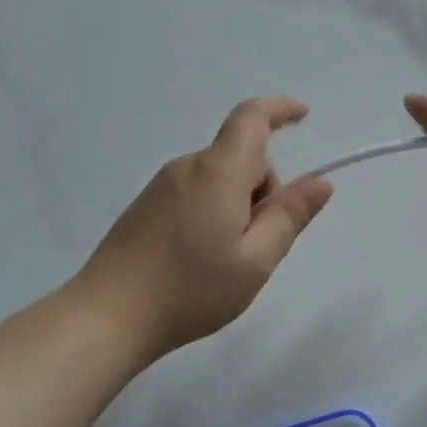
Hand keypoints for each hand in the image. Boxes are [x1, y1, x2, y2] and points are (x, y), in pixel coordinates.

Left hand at [74, 97, 333, 359]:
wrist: (106, 317)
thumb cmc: (191, 289)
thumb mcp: (256, 260)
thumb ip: (290, 216)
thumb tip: (320, 182)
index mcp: (218, 171)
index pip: (252, 118)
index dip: (280, 109)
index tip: (304, 116)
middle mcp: (188, 166)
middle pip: (241, 157)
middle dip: (263, 188)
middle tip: (259, 244)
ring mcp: (162, 185)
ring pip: (219, 178)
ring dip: (237, 204)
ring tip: (226, 260)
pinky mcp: (146, 205)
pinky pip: (196, 192)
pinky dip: (213, 211)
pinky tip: (199, 259)